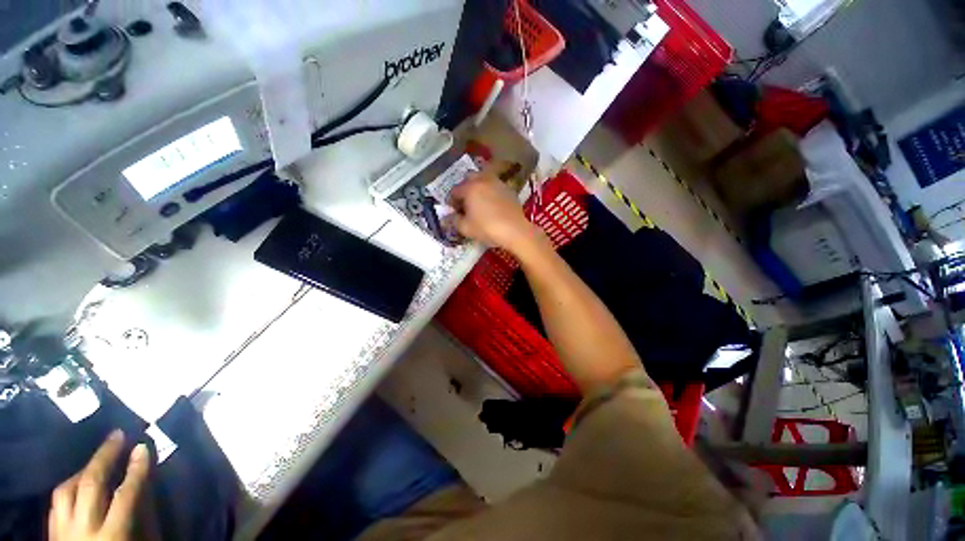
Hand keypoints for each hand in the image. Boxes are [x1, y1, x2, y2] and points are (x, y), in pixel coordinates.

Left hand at [49, 431, 150, 540]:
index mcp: (112, 536)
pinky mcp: (51, 534)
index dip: (137, 469)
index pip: (127, 494)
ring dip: (84, 468)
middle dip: (105, 456)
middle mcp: (84, 530)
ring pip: (66, 490)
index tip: (144, 446)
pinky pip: (56, 503)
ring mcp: (63, 532)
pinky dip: (69, 486)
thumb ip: (143, 519)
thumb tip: (146, 484)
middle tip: (117, 435)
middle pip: (90, 484)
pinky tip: (77, 480)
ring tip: (97, 456)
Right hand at [449, 170, 540, 253]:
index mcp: (469, 188)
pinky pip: (495, 187)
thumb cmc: (487, 228)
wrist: (515, 230)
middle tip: (466, 206)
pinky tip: (493, 206)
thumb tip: (448, 217)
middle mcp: (483, 180)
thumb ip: (453, 220)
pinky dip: (491, 193)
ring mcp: (498, 183)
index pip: (454, 191)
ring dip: (478, 190)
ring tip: (479, 204)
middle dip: (465, 191)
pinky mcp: (509, 189)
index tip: (454, 213)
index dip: (452, 202)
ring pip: (483, 181)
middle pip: (469, 180)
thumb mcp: (465, 228)